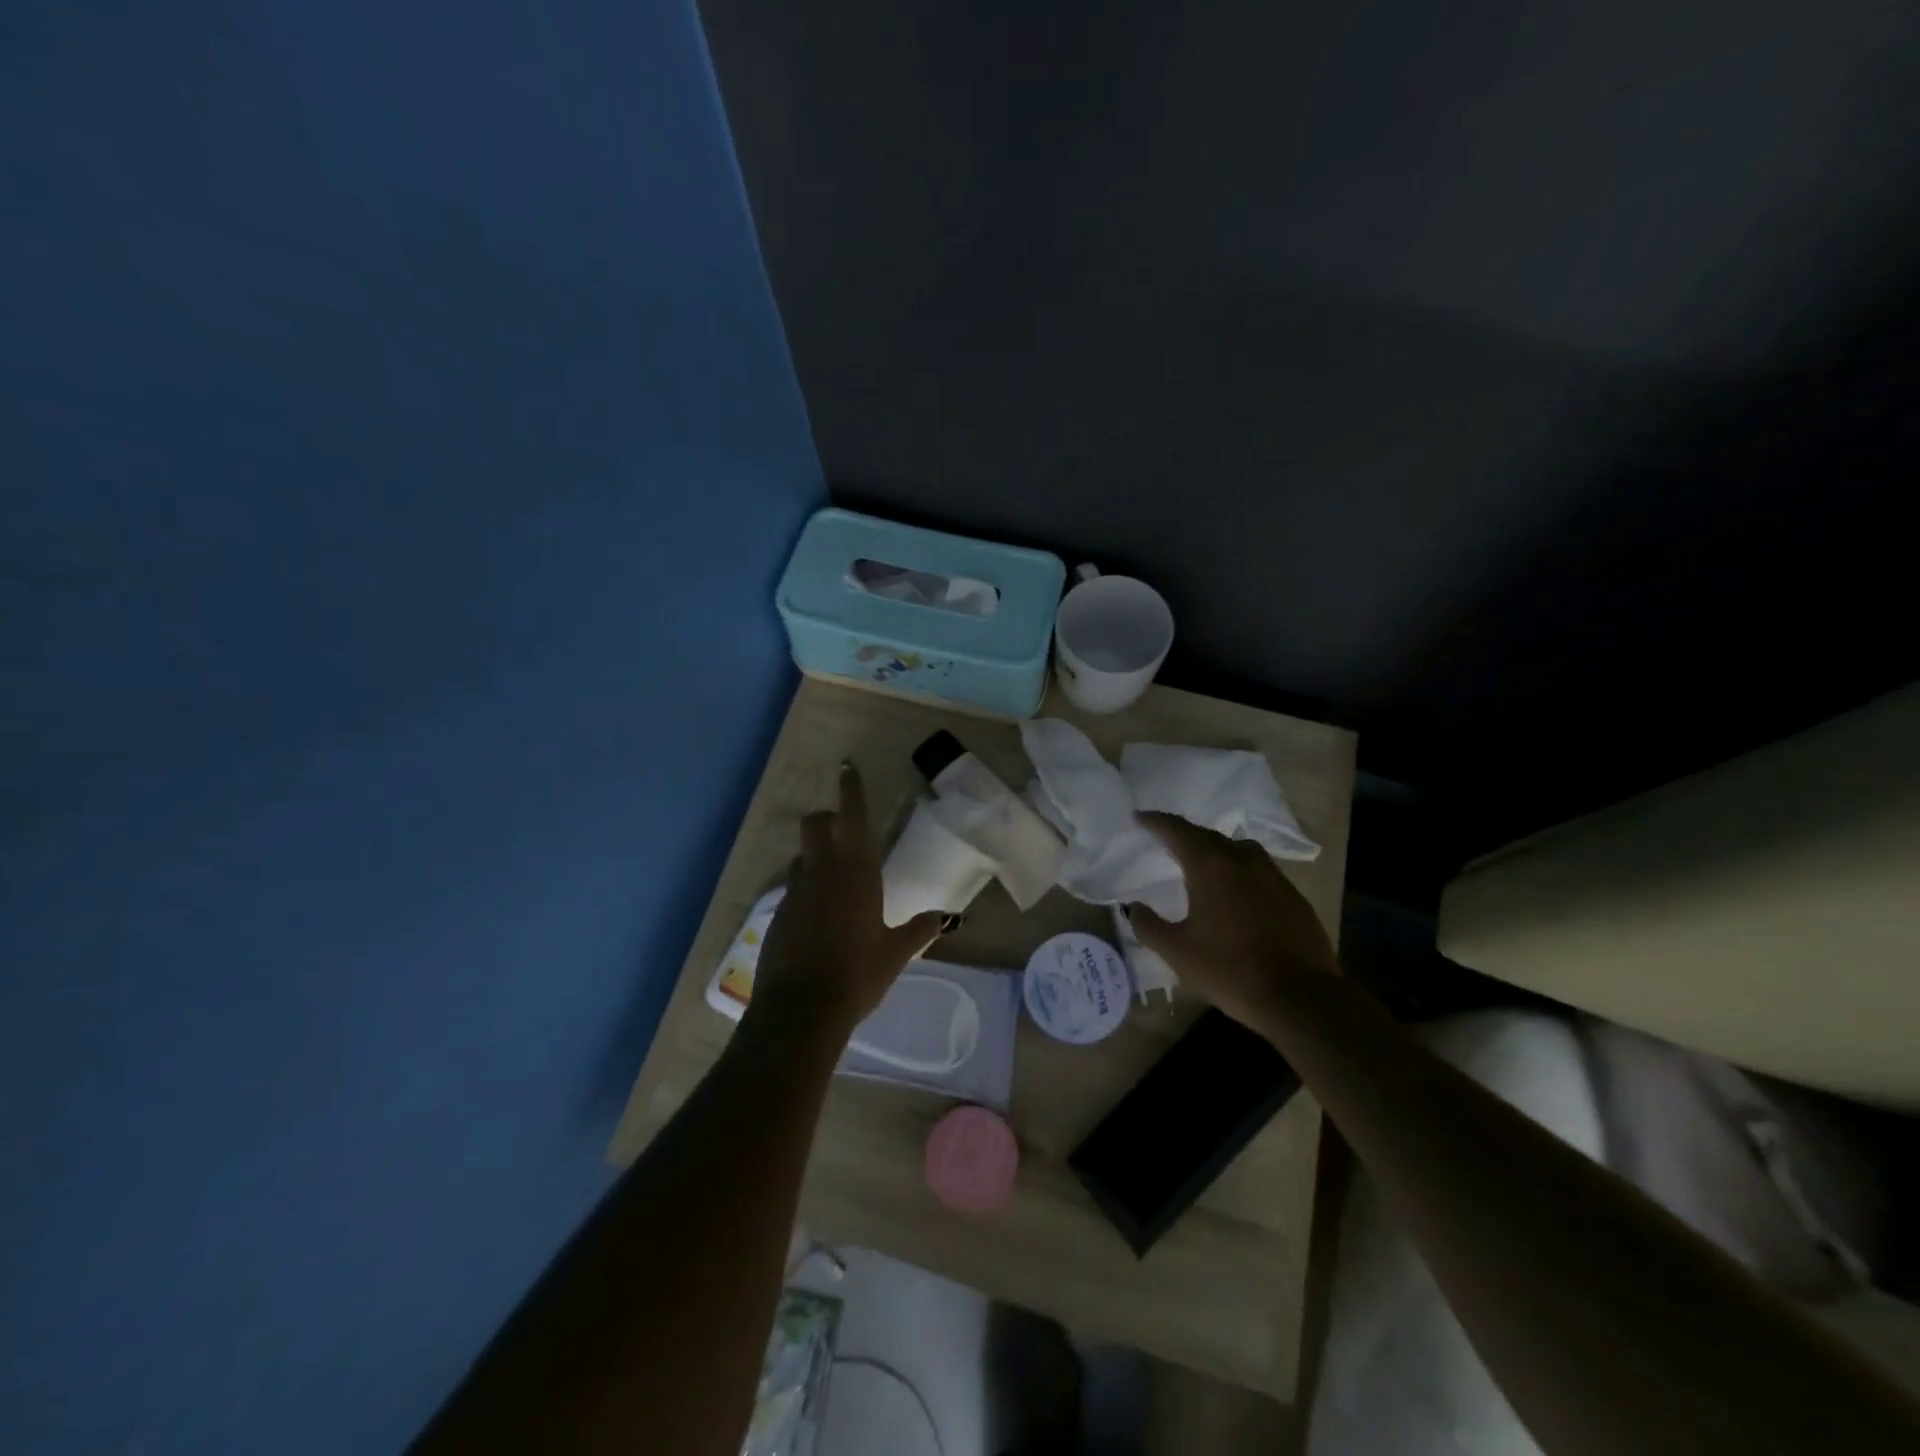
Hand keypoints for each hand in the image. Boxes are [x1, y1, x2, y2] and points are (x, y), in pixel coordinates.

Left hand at [753, 762, 947, 1030]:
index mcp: (857, 873)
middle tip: (842, 830)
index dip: (851, 789)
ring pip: (802, 856)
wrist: (801, 1010)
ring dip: (815, 855)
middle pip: (815, 824)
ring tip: (833, 880)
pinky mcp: (777, 915)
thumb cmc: (857, 975)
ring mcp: (795, 892)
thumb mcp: (895, 953)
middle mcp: (822, 873)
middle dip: (827, 819)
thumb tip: (946, 918)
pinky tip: (818, 918)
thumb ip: (919, 930)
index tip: (847, 767)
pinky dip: (806, 890)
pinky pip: (793, 888)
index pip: (852, 816)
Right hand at [1127, 813, 1337, 1028]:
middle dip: (1184, 834)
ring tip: (1201, 861)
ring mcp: (1273, 876)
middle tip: (1165, 838)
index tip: (1139, 817)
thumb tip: (1134, 907)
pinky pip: (1258, 870)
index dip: (1155, 822)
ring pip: (1238, 850)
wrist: (1301, 998)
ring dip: (1215, 849)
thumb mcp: (1177, 951)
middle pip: (1208, 836)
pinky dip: (1239, 870)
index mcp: (1211, 866)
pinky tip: (1235, 891)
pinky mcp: (1293, 896)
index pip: (1178, 830)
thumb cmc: (1230, 969)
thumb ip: (1149, 925)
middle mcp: (1243, 860)